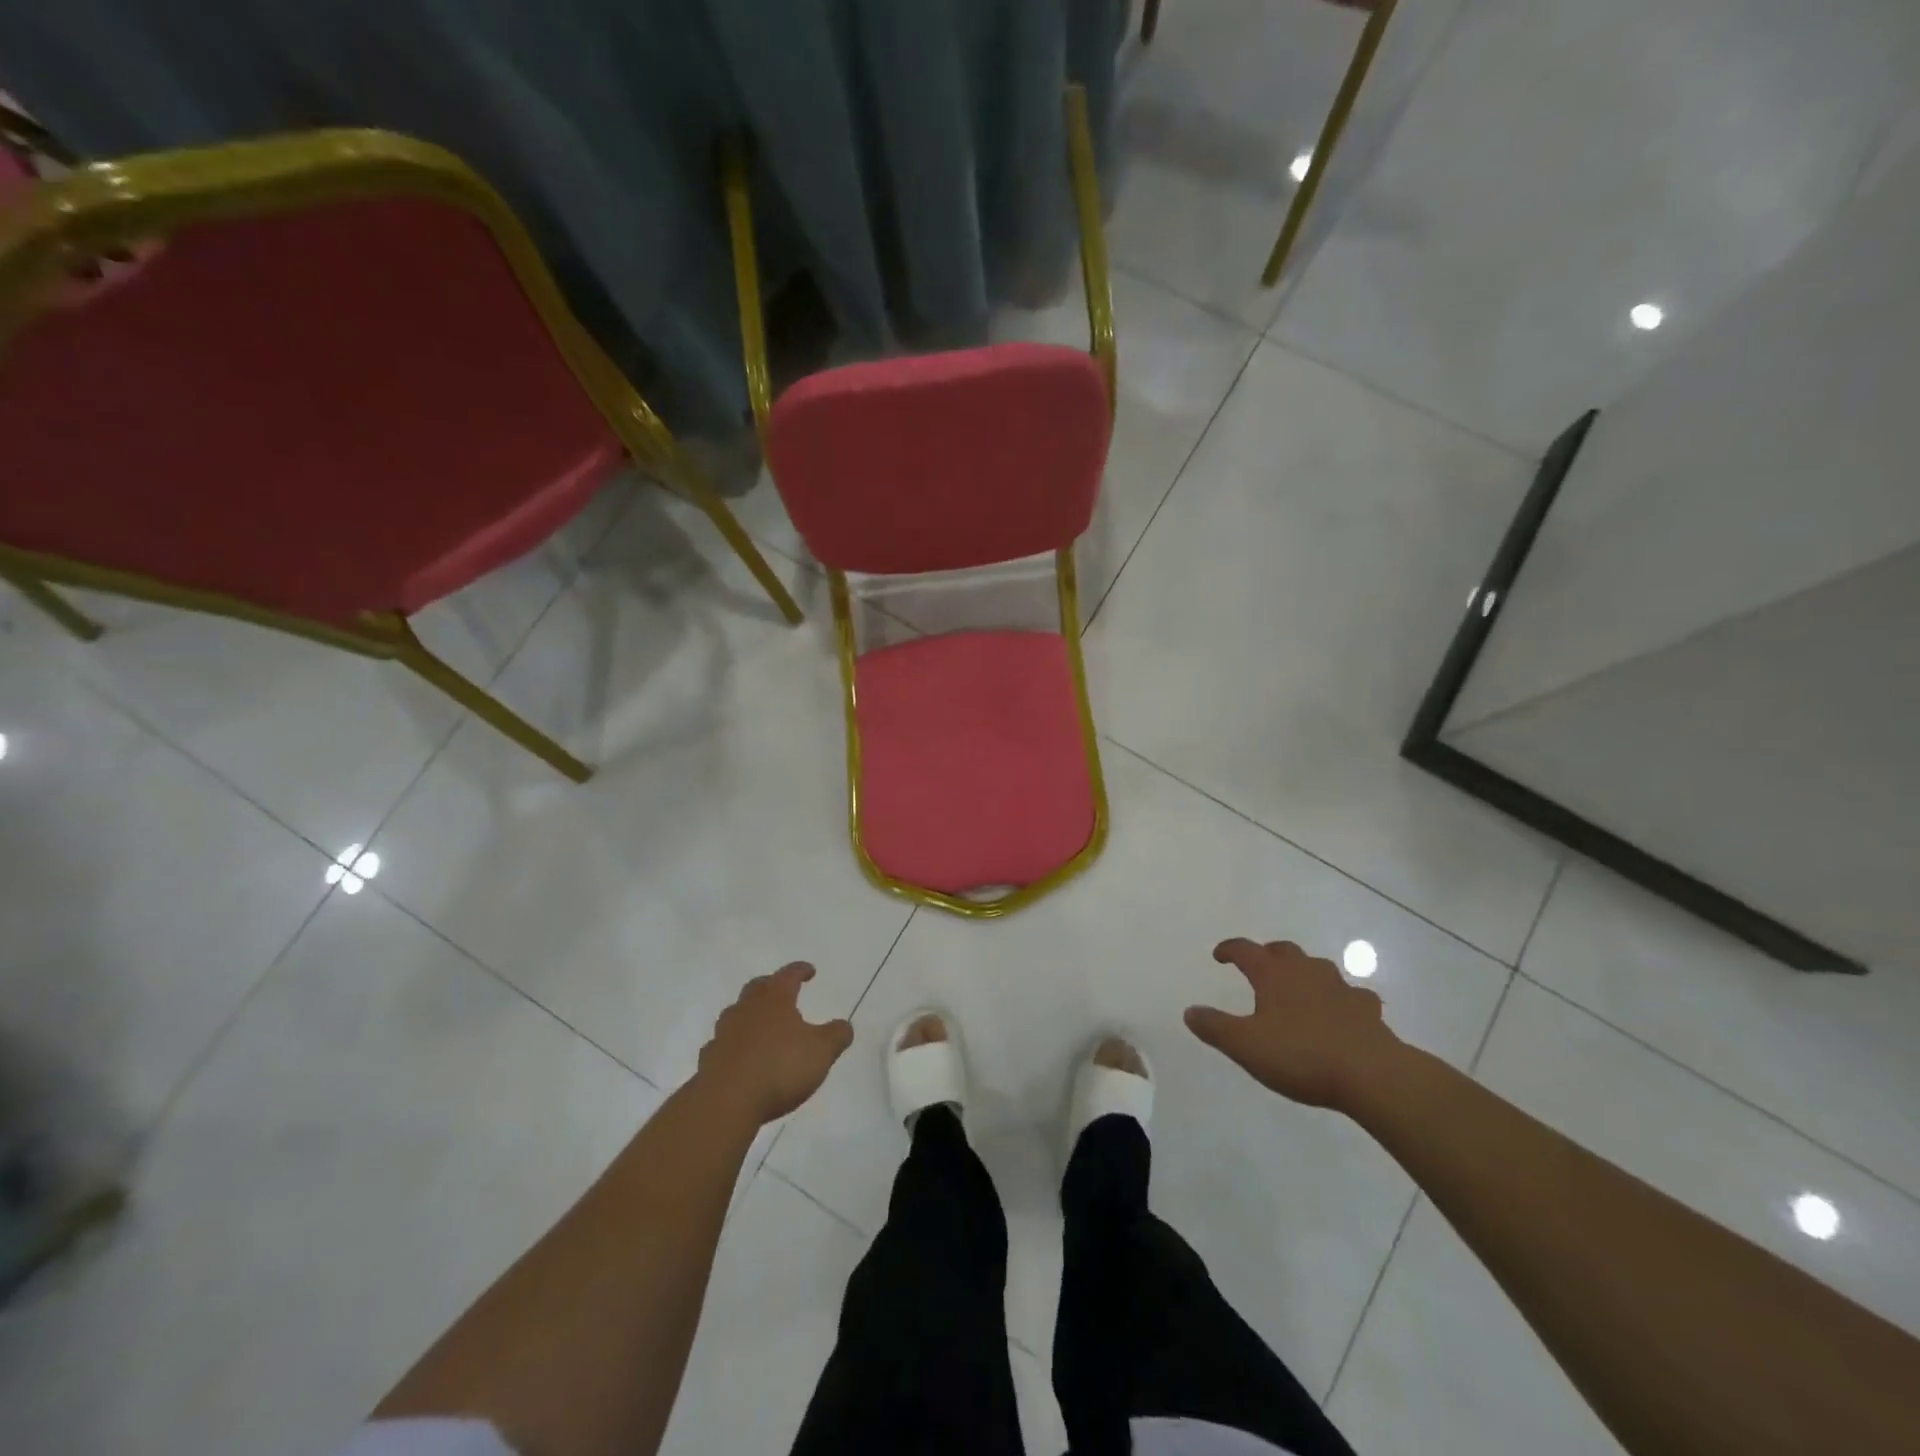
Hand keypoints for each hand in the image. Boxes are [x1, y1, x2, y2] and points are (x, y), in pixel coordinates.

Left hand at [696, 963, 853, 1124]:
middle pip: (757, 988)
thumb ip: (836, 1035)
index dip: (800, 970)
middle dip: (771, 986)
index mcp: (775, 999)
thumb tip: (844, 1025)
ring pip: (736, 1013)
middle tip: (782, 991)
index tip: (810, 971)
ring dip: (749, 1014)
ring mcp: (724, 1033)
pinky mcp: (709, 1059)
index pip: (789, 975)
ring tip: (761, 1024)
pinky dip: (734, 1044)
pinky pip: (723, 1043)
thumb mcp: (821, 1052)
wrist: (726, 1101)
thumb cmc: (780, 1067)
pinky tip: (740, 1056)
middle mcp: (747, 1009)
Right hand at [1185, 938, 1403, 1108]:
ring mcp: (1340, 988)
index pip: (1245, 950)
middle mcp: (1306, 971)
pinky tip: (1342, 1012)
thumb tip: (1190, 1011)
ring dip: (1304, 972)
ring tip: (1298, 987)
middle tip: (1259, 966)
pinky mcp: (1367, 1010)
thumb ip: (1215, 1027)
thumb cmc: (1301, 1055)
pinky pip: (1352, 995)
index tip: (1219, 955)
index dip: (1229, 949)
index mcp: (1273, 975)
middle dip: (1268, 954)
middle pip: (1283, 951)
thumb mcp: (1246, 1045)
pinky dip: (1342, 998)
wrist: (1372, 1074)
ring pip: (1318, 968)